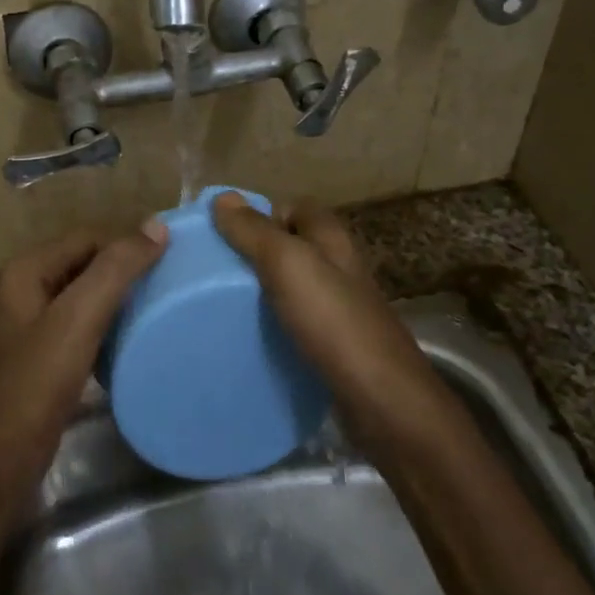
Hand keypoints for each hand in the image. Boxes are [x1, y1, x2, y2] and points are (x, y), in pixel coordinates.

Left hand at [0, 222, 168, 451]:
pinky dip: (108, 326)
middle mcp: (26, 290)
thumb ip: (115, 269)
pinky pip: (83, 326)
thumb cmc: (37, 381)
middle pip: (86, 264)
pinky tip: (133, 338)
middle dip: (124, 271)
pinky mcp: (44, 356)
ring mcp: (33, 325)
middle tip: (170, 283)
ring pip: (86, 296)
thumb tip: (156, 225)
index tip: (170, 261)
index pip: (88, 238)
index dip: (126, 244)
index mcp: (27, 271)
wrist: (1, 459)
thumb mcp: (78, 318)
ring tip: (158, 307)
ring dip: (119, 299)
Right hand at [211, 193, 425, 405]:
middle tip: (214, 272)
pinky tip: (251, 339)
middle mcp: (338, 266)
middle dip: (255, 255)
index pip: (293, 208)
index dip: (261, 215)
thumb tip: (223, 196)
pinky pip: (295, 323)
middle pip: (291, 247)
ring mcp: (339, 307)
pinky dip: (273, 326)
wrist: (381, 398)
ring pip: (292, 287)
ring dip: (262, 293)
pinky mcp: (334, 344)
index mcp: (332, 239)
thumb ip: (254, 231)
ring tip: (222, 306)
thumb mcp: (287, 264)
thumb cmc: (333, 320)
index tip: (224, 235)